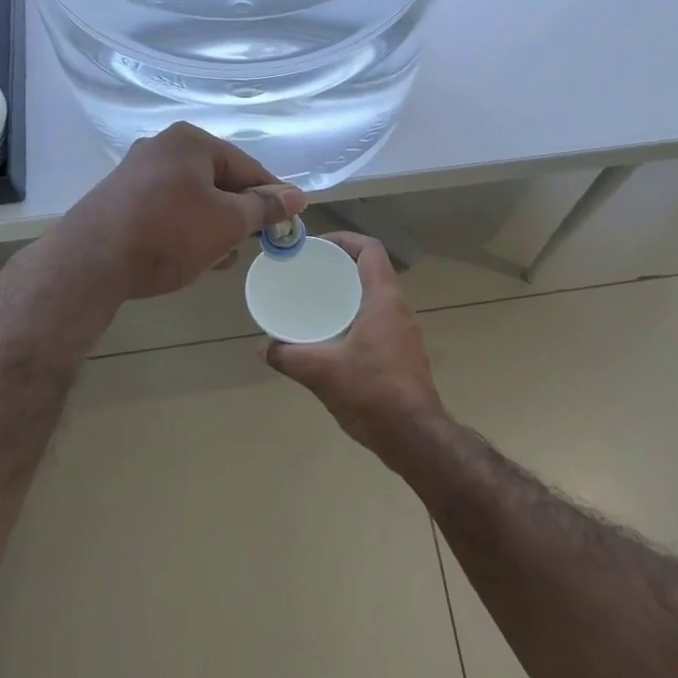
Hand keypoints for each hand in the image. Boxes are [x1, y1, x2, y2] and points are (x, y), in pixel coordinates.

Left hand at [57, 122, 305, 301]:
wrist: (90, 263)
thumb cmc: (168, 233)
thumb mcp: (227, 223)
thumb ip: (265, 208)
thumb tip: (297, 196)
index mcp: (190, 141)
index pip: (246, 166)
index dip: (272, 195)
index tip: (290, 222)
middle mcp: (161, 147)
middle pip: (218, 179)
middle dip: (239, 213)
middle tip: (254, 243)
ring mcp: (136, 172)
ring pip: (192, 197)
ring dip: (213, 224)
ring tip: (223, 256)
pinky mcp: (119, 199)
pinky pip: (167, 209)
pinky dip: (185, 228)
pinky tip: (191, 255)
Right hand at [264, 232, 446, 454]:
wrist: (415, 437)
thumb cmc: (372, 393)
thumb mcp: (322, 372)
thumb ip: (288, 356)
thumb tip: (263, 348)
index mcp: (384, 300)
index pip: (370, 250)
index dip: (344, 240)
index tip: (316, 247)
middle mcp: (398, 309)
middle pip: (371, 271)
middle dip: (340, 267)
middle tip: (309, 273)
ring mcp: (404, 333)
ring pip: (375, 298)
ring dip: (348, 294)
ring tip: (316, 302)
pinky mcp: (403, 354)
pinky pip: (377, 321)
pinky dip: (355, 318)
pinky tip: (332, 337)